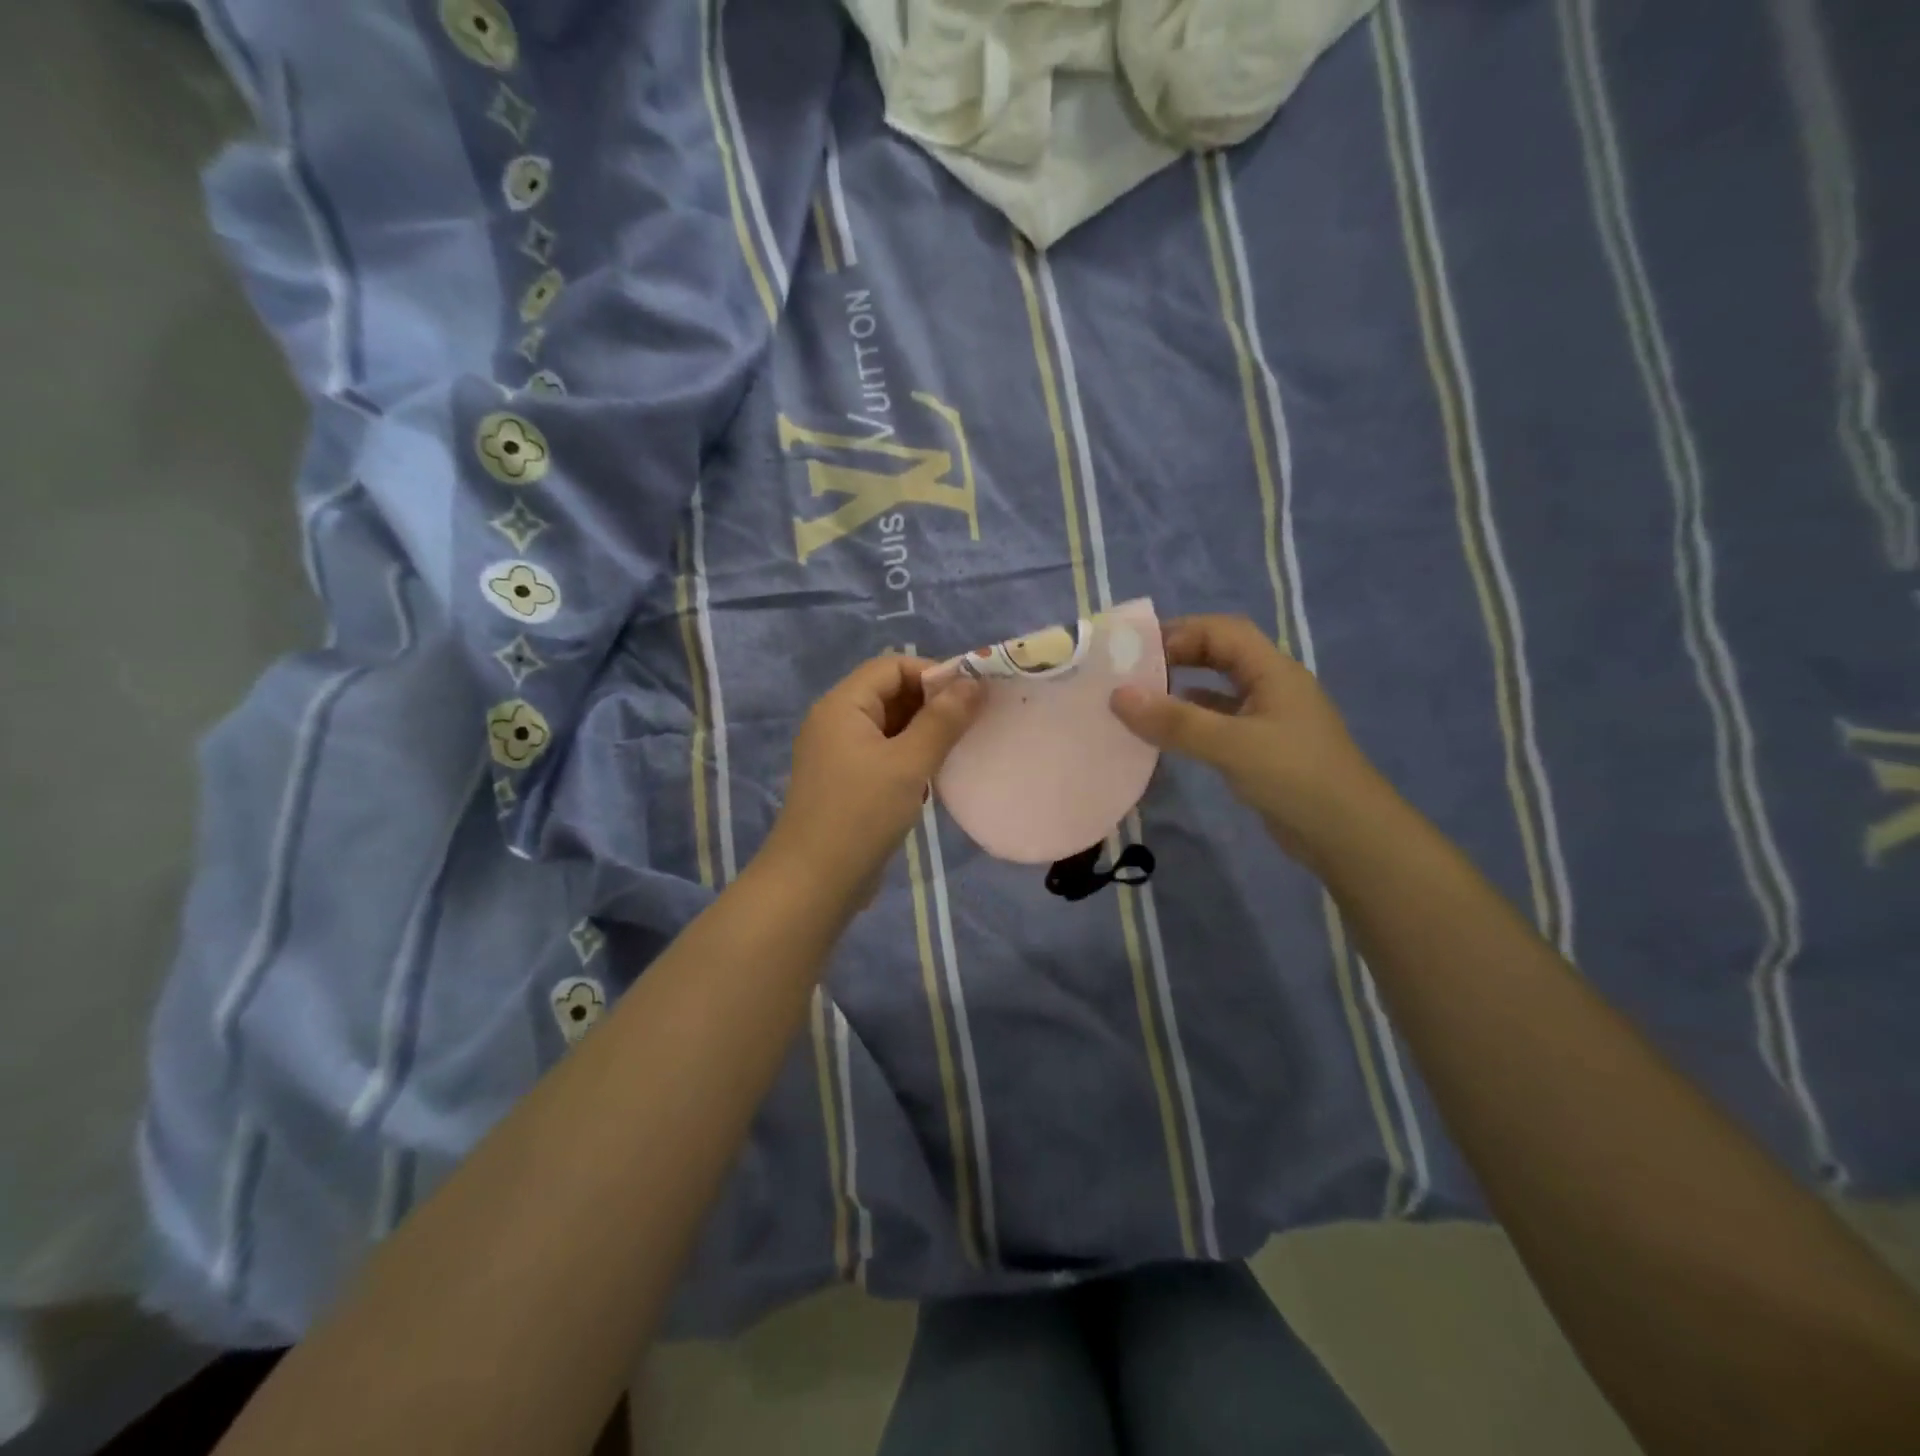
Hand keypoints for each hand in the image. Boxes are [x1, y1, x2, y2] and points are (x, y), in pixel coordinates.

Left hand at [762, 655, 985, 902]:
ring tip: (957, 752)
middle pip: (889, 693)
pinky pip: (882, 754)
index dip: (933, 673)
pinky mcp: (845, 782)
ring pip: (888, 727)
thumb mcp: (909, 764)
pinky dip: (909, 758)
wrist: (813, 883)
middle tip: (972, 725)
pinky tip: (932, 781)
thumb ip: (942, 720)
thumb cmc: (861, 815)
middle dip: (932, 704)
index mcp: (842, 705)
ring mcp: (837, 754)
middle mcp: (836, 721)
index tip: (972, 697)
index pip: (892, 666)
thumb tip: (974, 682)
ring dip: (923, 734)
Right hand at [1110, 615, 1387, 859]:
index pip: (1222, 631)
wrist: (1349, 836)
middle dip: (1179, 655)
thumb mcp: (1232, 745)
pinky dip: (1193, 719)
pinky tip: (1169, 733)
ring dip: (1183, 687)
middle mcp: (1272, 686)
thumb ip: (1175, 721)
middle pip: (1221, 653)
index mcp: (1273, 671)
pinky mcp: (1264, 748)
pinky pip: (1221, 720)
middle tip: (1133, 671)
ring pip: (1220, 688)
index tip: (1136, 652)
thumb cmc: (1296, 778)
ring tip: (1142, 698)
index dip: (1180, 632)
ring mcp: (1270, 718)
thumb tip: (1117, 695)